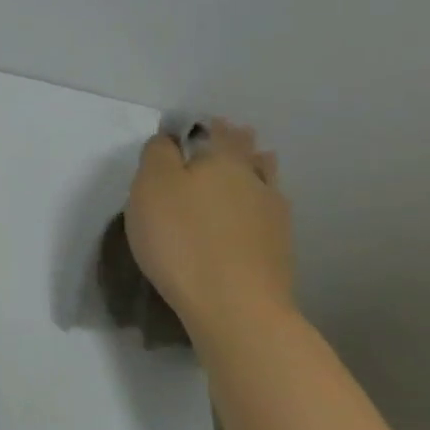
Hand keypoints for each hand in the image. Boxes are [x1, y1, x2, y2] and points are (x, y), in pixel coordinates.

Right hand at [124, 118, 294, 332]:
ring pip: (265, 180)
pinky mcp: (278, 249)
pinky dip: (260, 203)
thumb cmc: (181, 238)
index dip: (204, 126)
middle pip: (247, 153)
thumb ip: (158, 155)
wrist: (234, 304)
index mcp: (222, 160)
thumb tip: (169, 140)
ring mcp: (273, 216)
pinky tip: (256, 210)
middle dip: (237, 142)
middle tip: (229, 135)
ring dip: (258, 168)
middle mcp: (254, 180)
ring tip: (254, 162)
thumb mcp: (151, 187)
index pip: (215, 132)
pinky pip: (269, 212)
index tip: (197, 124)